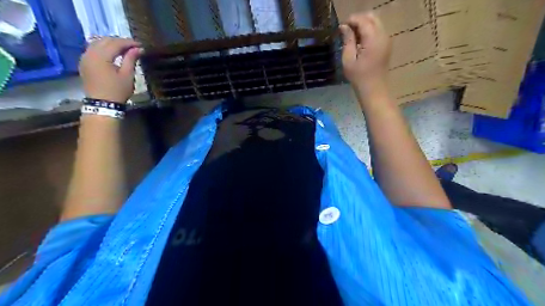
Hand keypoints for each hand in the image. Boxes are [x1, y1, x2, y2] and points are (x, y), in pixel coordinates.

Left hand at [80, 38, 142, 102]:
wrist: (102, 104)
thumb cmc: (117, 90)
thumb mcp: (127, 75)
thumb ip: (131, 59)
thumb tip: (138, 49)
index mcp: (101, 56)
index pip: (115, 43)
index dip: (129, 42)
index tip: (140, 45)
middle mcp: (90, 53)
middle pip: (105, 40)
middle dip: (120, 41)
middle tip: (133, 47)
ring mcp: (85, 57)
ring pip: (97, 43)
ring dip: (111, 44)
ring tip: (124, 49)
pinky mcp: (84, 63)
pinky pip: (93, 49)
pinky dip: (104, 49)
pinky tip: (112, 54)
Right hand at [340, 12, 391, 91]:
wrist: (374, 89)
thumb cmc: (359, 77)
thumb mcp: (348, 60)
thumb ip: (348, 40)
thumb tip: (344, 26)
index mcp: (373, 39)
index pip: (363, 20)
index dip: (351, 20)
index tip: (341, 27)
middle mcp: (383, 36)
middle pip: (372, 17)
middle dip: (358, 20)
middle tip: (346, 30)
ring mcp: (386, 40)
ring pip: (375, 22)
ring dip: (363, 25)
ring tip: (352, 37)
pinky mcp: (386, 44)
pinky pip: (378, 30)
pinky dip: (368, 31)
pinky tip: (360, 42)